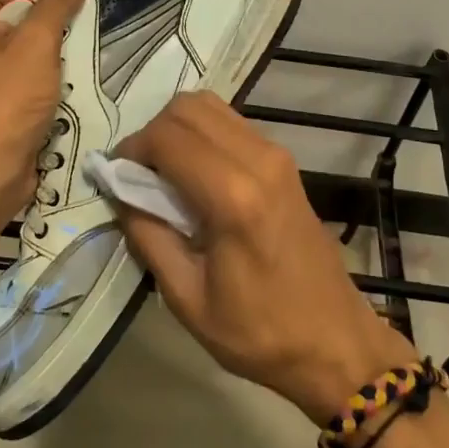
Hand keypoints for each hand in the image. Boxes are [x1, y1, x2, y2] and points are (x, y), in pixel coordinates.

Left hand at [0, 0, 88, 214]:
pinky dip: (38, 75)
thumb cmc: (5, 105)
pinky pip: (16, 68)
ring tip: (67, 70)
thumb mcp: (37, 45)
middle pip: (20, 13)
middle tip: (75, 48)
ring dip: (49, 56)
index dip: (51, 3)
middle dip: (51, 32)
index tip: (76, 25)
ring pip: (22, 43)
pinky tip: (57, 88)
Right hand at [114, 92, 415, 422]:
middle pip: (188, 107)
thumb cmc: (259, 331)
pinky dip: (201, 133)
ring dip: (177, 128)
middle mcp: (258, 160)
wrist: (334, 341)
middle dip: (152, 132)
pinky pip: (230, 122)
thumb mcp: (187, 298)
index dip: (131, 148)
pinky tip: (194, 173)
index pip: (167, 138)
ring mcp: (276, 154)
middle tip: (138, 173)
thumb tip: (120, 191)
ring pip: (210, 106)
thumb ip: (148, 236)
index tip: (114, 176)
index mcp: (234, 197)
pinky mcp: (284, 160)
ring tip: (163, 172)